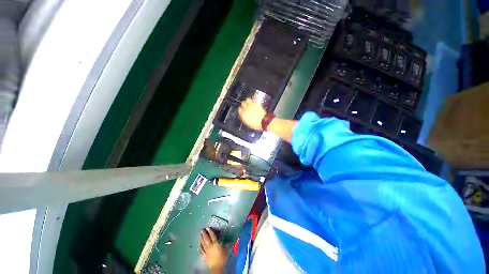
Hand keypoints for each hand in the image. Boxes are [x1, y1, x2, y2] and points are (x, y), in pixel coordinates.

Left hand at [199, 228, 226, 272]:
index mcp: (215, 243)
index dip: (210, 231)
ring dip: (201, 238)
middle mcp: (210, 246)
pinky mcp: (205, 255)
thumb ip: (225, 244)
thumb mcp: (226, 249)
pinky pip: (202, 250)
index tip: (207, 228)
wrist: (217, 266)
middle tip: (202, 230)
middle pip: (206, 239)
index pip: (212, 236)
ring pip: (203, 243)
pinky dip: (200, 246)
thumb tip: (226, 240)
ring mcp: (207, 250)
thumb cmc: (222, 257)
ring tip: (200, 235)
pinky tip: (199, 244)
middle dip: (204, 234)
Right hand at [238, 98, 265, 130]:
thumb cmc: (256, 124)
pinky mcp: (255, 104)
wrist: (263, 121)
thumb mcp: (249, 124)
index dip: (241, 110)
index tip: (242, 110)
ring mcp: (251, 106)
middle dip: (243, 105)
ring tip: (248, 102)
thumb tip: (244, 118)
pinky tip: (252, 101)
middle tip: (245, 106)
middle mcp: (246, 109)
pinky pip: (251, 100)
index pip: (239, 110)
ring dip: (246, 101)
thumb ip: (245, 120)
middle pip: (242, 104)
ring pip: (246, 100)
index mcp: (243, 115)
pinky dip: (251, 100)